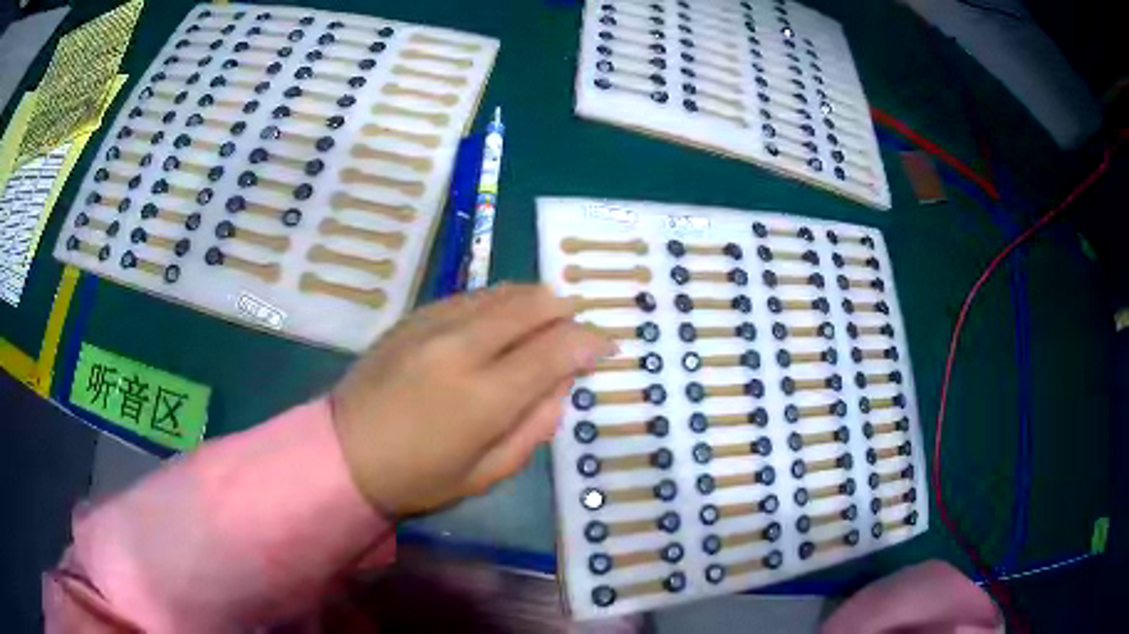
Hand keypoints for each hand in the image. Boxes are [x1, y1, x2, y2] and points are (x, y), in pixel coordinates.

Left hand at [331, 284, 614, 515]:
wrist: (344, 454)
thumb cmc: (418, 478)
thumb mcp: (487, 473)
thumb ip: (534, 427)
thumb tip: (562, 386)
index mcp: (483, 397)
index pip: (556, 350)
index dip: (590, 342)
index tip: (607, 346)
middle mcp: (461, 348)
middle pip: (531, 305)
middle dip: (566, 309)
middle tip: (579, 324)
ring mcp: (432, 325)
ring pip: (501, 292)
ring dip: (534, 299)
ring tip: (549, 312)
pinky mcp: (412, 318)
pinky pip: (470, 296)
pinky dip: (499, 300)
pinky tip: (503, 315)